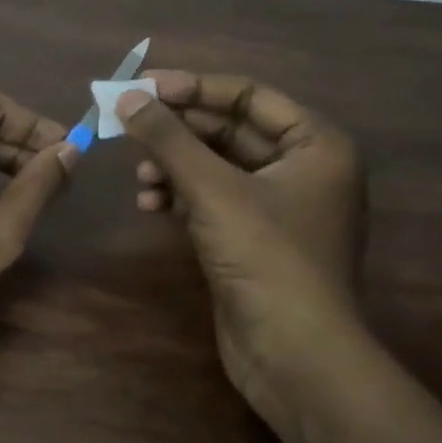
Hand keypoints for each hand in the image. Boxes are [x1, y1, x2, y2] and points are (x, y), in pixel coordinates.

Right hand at [117, 70, 366, 406]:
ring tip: (139, 176)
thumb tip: (126, 97)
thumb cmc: (265, 257)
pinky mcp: (254, 239)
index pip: (248, 95)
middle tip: (128, 125)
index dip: (193, 87)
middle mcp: (303, 169)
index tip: (142, 88)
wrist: (294, 354)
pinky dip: (181, 197)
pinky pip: (212, 200)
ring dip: (174, 165)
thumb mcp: (212, 189)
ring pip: (216, 167)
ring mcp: (278, 207)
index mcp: (315, 145)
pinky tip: (150, 204)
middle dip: (177, 131)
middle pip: (229, 130)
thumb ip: (168, 138)